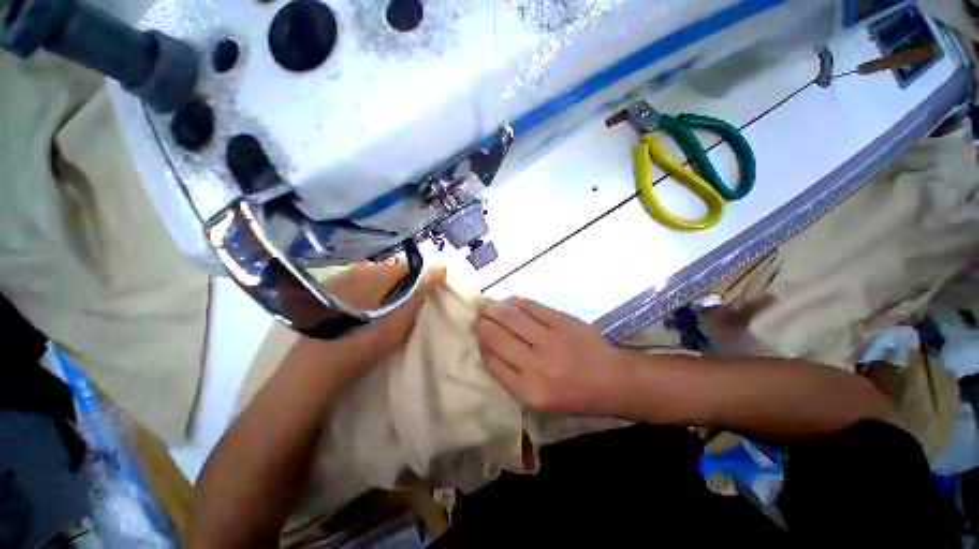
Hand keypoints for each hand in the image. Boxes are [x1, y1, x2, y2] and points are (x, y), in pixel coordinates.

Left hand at [299, 260, 445, 374]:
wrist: (315, 368)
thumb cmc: (363, 345)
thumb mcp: (398, 322)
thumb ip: (419, 294)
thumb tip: (440, 268)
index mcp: (376, 275)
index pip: (406, 265)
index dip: (417, 277)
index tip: (419, 294)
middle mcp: (357, 270)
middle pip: (389, 268)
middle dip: (400, 282)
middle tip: (403, 305)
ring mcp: (340, 278)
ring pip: (373, 274)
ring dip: (384, 286)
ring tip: (385, 308)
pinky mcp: (329, 289)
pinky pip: (357, 281)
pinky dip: (367, 290)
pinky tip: (363, 308)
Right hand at [474, 297, 627, 414]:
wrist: (612, 380)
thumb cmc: (573, 395)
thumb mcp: (538, 400)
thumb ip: (510, 376)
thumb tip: (488, 346)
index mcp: (527, 392)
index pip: (492, 362)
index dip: (481, 345)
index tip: (477, 335)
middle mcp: (536, 366)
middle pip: (497, 337)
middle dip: (481, 323)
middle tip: (475, 315)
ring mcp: (551, 341)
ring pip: (511, 318)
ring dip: (493, 308)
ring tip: (483, 303)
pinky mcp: (563, 322)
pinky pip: (532, 307)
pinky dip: (516, 302)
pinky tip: (508, 300)